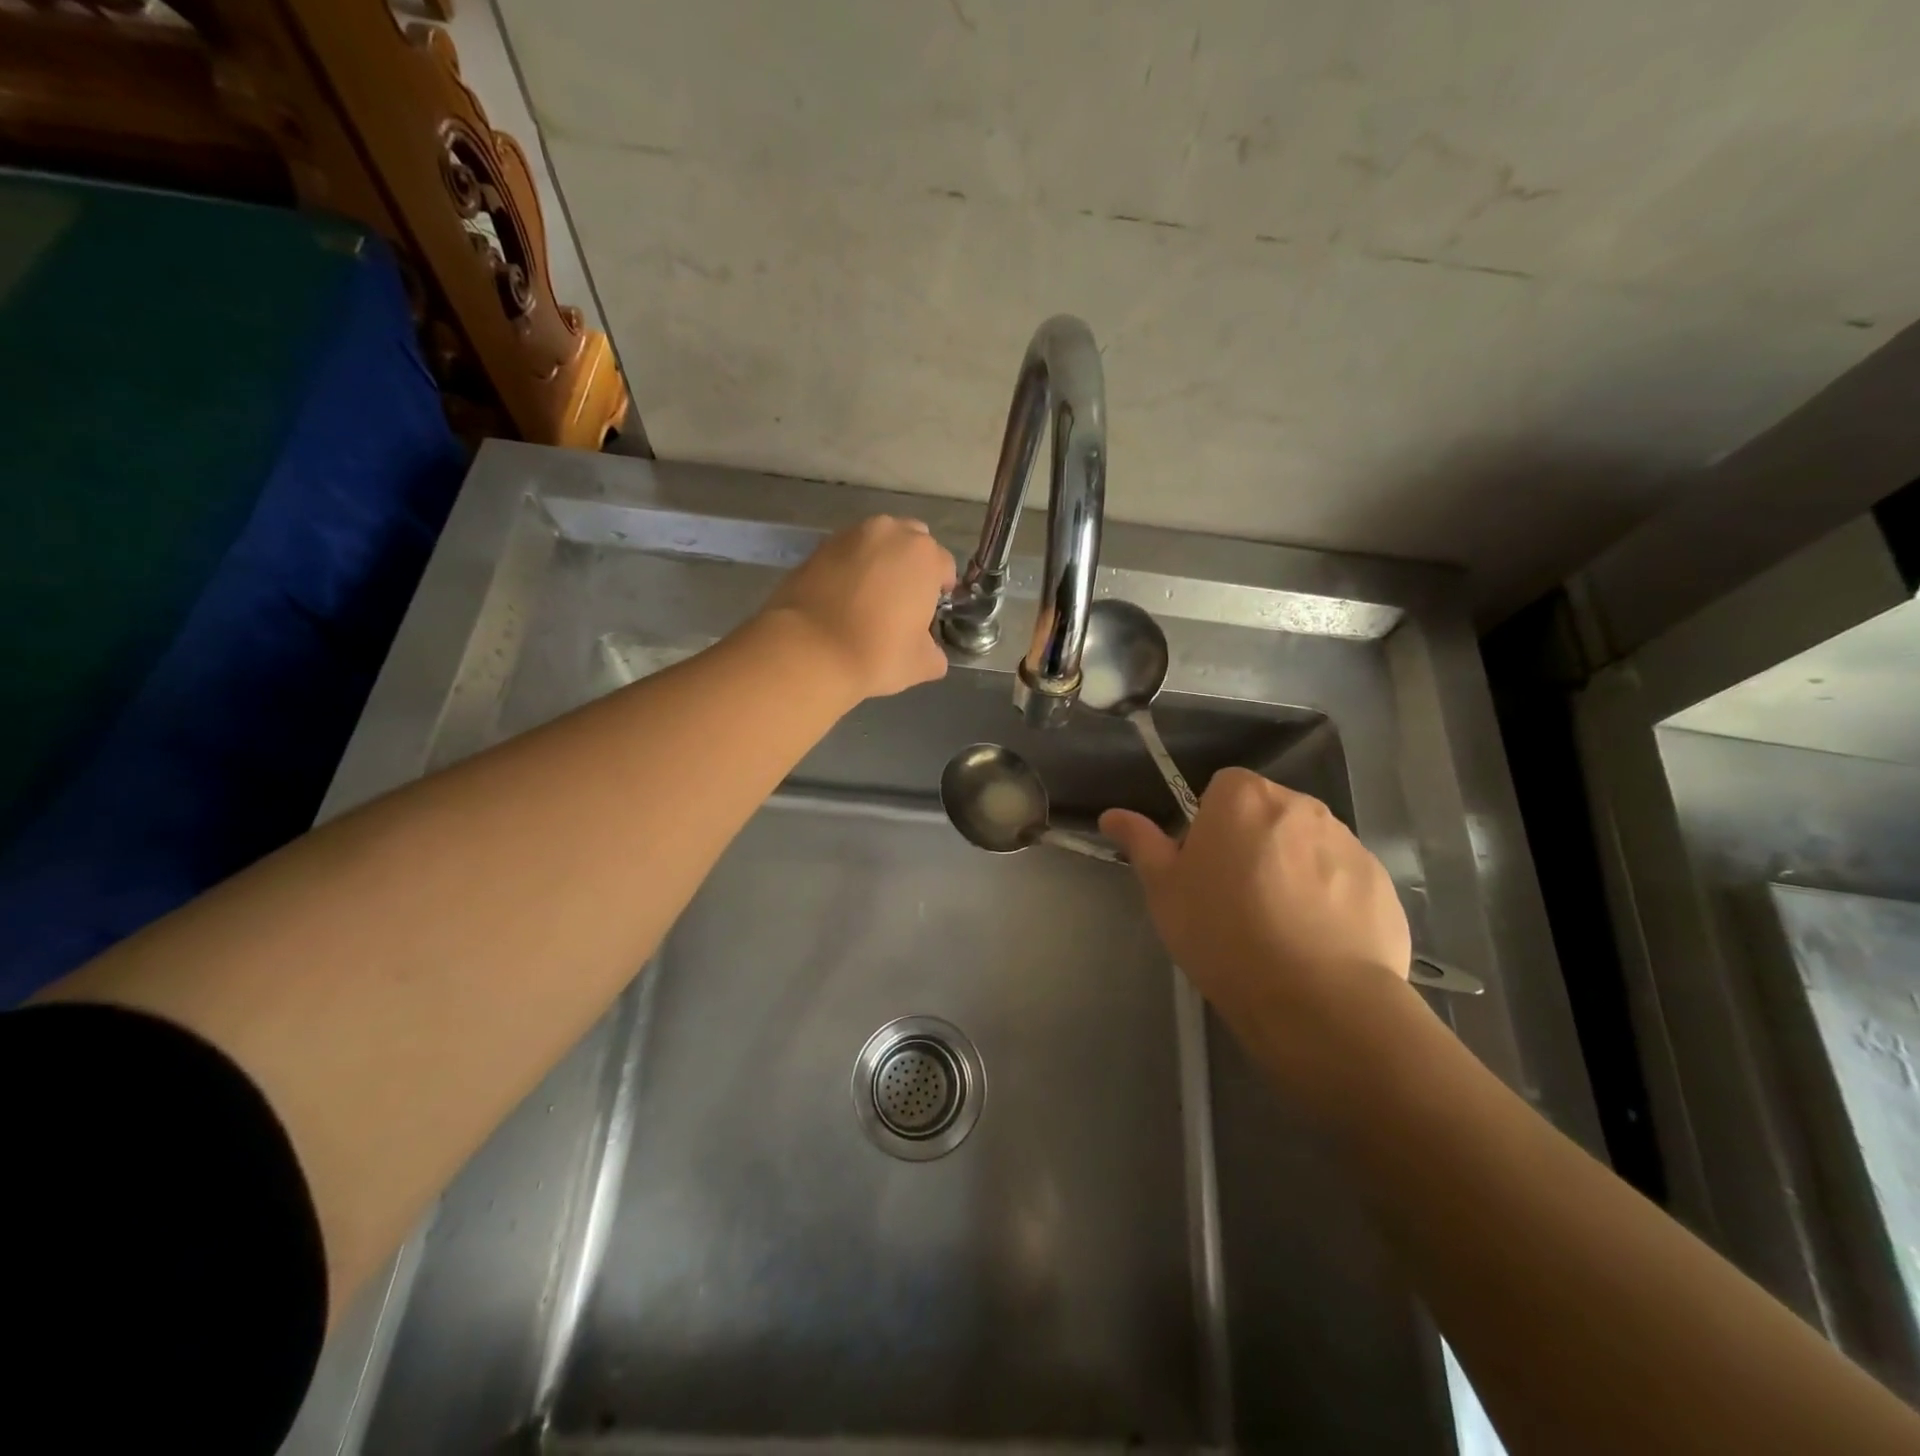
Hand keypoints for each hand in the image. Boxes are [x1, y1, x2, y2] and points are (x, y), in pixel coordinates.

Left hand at [761, 515, 956, 699]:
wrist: (808, 651)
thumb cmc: (876, 654)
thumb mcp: (922, 664)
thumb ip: (934, 651)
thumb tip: (929, 650)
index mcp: (924, 556)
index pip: (944, 566)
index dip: (940, 591)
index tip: (929, 614)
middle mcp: (890, 533)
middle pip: (911, 543)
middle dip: (910, 566)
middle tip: (900, 602)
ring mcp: (849, 536)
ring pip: (876, 544)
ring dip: (879, 563)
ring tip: (868, 599)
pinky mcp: (817, 548)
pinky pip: (845, 554)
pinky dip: (848, 569)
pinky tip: (841, 599)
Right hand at [1100, 768, 1414, 1097]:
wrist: (1315, 999)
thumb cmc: (1222, 933)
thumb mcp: (1164, 889)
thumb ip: (1141, 842)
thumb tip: (1112, 815)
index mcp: (1244, 797)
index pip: (1223, 789)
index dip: (1210, 826)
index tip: (1206, 868)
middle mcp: (1302, 805)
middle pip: (1268, 814)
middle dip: (1254, 843)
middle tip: (1237, 900)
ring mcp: (1349, 843)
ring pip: (1308, 846)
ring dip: (1293, 869)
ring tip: (1280, 927)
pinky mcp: (1382, 883)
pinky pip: (1344, 880)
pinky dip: (1330, 900)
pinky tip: (1316, 944)